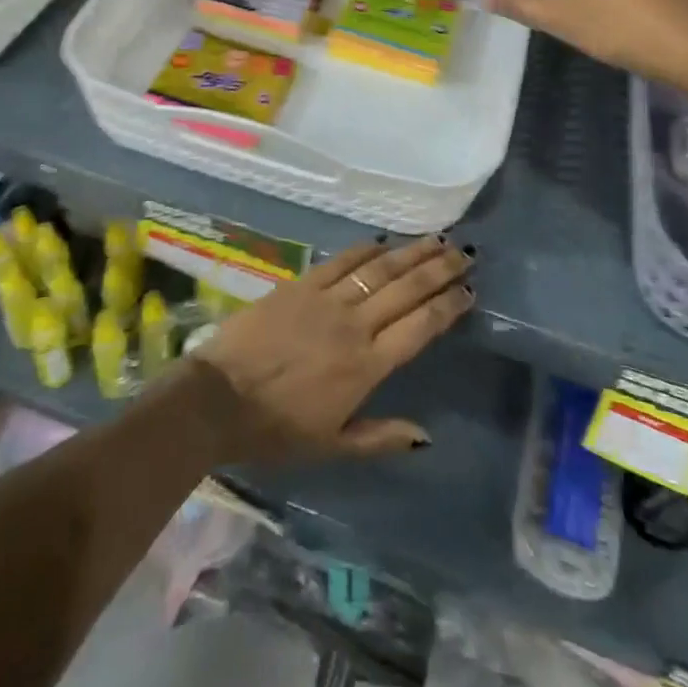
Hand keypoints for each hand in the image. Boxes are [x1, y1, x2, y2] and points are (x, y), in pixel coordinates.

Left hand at [194, 236, 474, 463]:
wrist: (218, 397)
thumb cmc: (276, 430)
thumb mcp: (332, 446)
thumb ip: (381, 437)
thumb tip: (427, 436)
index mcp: (367, 366)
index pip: (420, 327)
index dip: (447, 307)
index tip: (469, 291)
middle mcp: (355, 326)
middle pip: (407, 290)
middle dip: (440, 270)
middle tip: (466, 254)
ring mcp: (327, 300)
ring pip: (379, 269)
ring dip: (411, 253)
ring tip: (437, 240)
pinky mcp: (301, 285)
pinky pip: (341, 261)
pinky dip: (365, 249)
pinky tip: (383, 241)